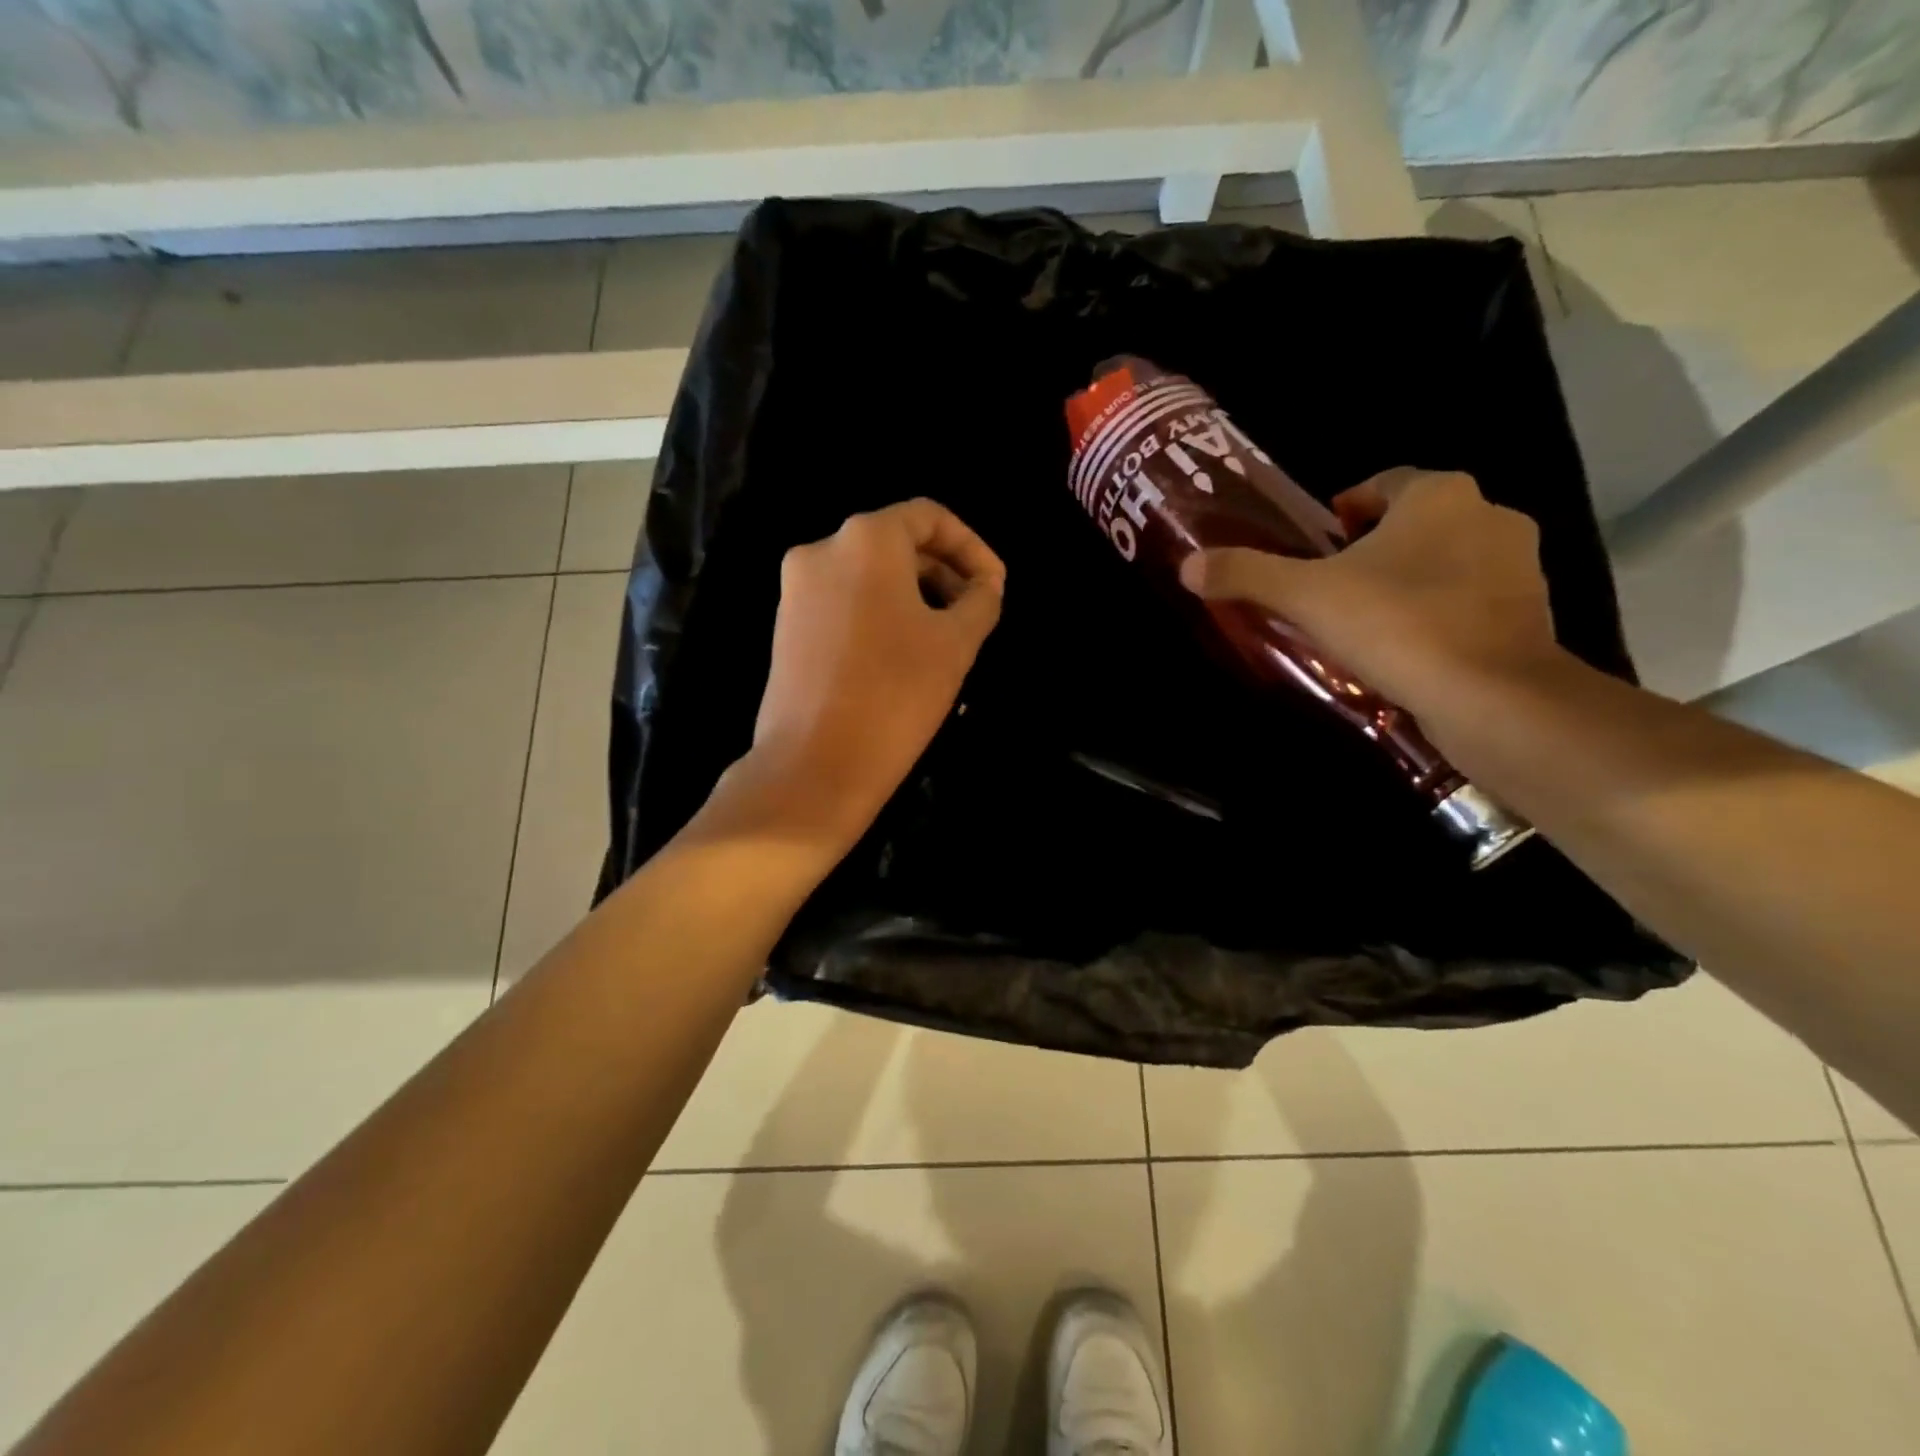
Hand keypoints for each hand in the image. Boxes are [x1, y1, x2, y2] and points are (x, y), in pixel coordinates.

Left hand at [735, 498, 1004, 851]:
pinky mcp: (786, 626)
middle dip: (944, 573)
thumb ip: (980, 600)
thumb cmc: (895, 694)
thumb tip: (984, 586)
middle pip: (896, 543)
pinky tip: (904, 655)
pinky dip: (881, 614)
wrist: (813, 766)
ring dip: (915, 596)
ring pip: (869, 576)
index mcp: (865, 539)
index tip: (994, 588)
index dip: (971, 547)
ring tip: (945, 640)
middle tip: (975, 615)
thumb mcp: (956, 644)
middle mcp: (822, 550)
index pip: (929, 517)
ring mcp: (796, 590)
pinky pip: (844, 602)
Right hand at [1179, 468, 1564, 716]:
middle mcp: (1488, 515)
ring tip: (1365, 622)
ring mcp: (1520, 564)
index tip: (1318, 546)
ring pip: (1447, 561)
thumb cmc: (1395, 624)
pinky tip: (1407, 650)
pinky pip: (1470, 600)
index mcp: (1437, 494)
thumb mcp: (1304, 597)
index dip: (1344, 511)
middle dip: (1374, 548)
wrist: (1491, 695)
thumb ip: (1246, 575)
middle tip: (1331, 588)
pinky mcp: (1532, 612)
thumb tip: (1188, 566)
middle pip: (1415, 522)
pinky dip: (1440, 614)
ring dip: (1409, 581)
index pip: (1382, 484)